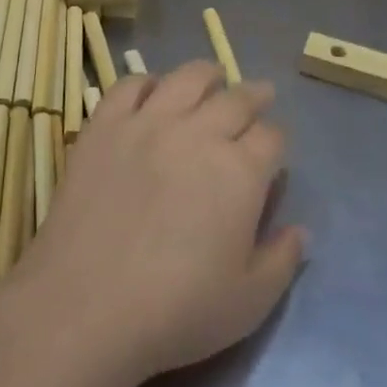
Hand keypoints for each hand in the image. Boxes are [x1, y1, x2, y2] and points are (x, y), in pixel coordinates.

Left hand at [9, 61, 306, 386]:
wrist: (86, 308)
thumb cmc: (176, 312)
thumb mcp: (248, 302)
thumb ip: (282, 261)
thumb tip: (300, 231)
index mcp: (241, 171)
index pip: (272, 137)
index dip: (277, 141)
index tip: (274, 149)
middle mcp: (199, 133)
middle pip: (236, 99)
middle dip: (254, 96)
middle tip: (259, 94)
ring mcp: (147, 123)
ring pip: (187, 78)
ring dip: (208, 74)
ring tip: (213, 76)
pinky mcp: (104, 127)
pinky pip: (129, 86)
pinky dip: (146, 82)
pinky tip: (152, 90)